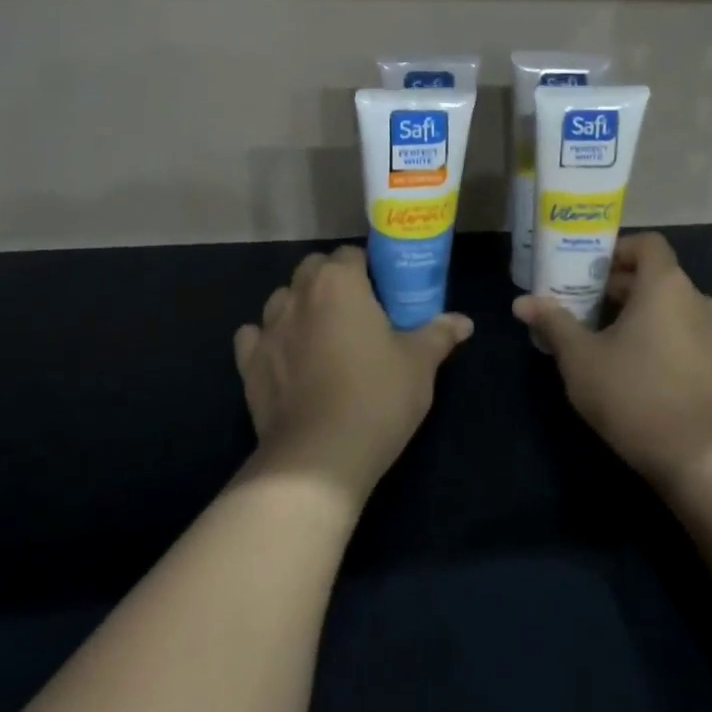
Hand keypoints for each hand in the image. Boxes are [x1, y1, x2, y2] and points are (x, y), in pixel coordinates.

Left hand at [235, 245, 472, 503]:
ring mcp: (268, 328)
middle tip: (358, 312)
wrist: (318, 457)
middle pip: (313, 269)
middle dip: (332, 281)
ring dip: (300, 307)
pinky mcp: (248, 364)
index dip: (369, 269)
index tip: (385, 293)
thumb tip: (464, 321)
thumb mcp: (420, 364)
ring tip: (323, 336)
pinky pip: (255, 337)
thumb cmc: (376, 397)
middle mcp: (298, 294)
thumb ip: (439, 333)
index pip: (351, 254)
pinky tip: (287, 358)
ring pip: (282, 299)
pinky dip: (269, 340)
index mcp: (339, 282)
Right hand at [513, 232, 711, 490]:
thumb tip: (522, 302)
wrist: (697, 458)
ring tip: (627, 337)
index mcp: (664, 285)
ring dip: (656, 312)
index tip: (593, 274)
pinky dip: (689, 337)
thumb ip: (553, 323)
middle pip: (661, 275)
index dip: (620, 251)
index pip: (648, 244)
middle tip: (593, 311)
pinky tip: (675, 358)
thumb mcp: (580, 359)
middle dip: (626, 286)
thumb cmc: (632, 396)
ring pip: (684, 306)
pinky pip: (710, 336)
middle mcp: (698, 299)